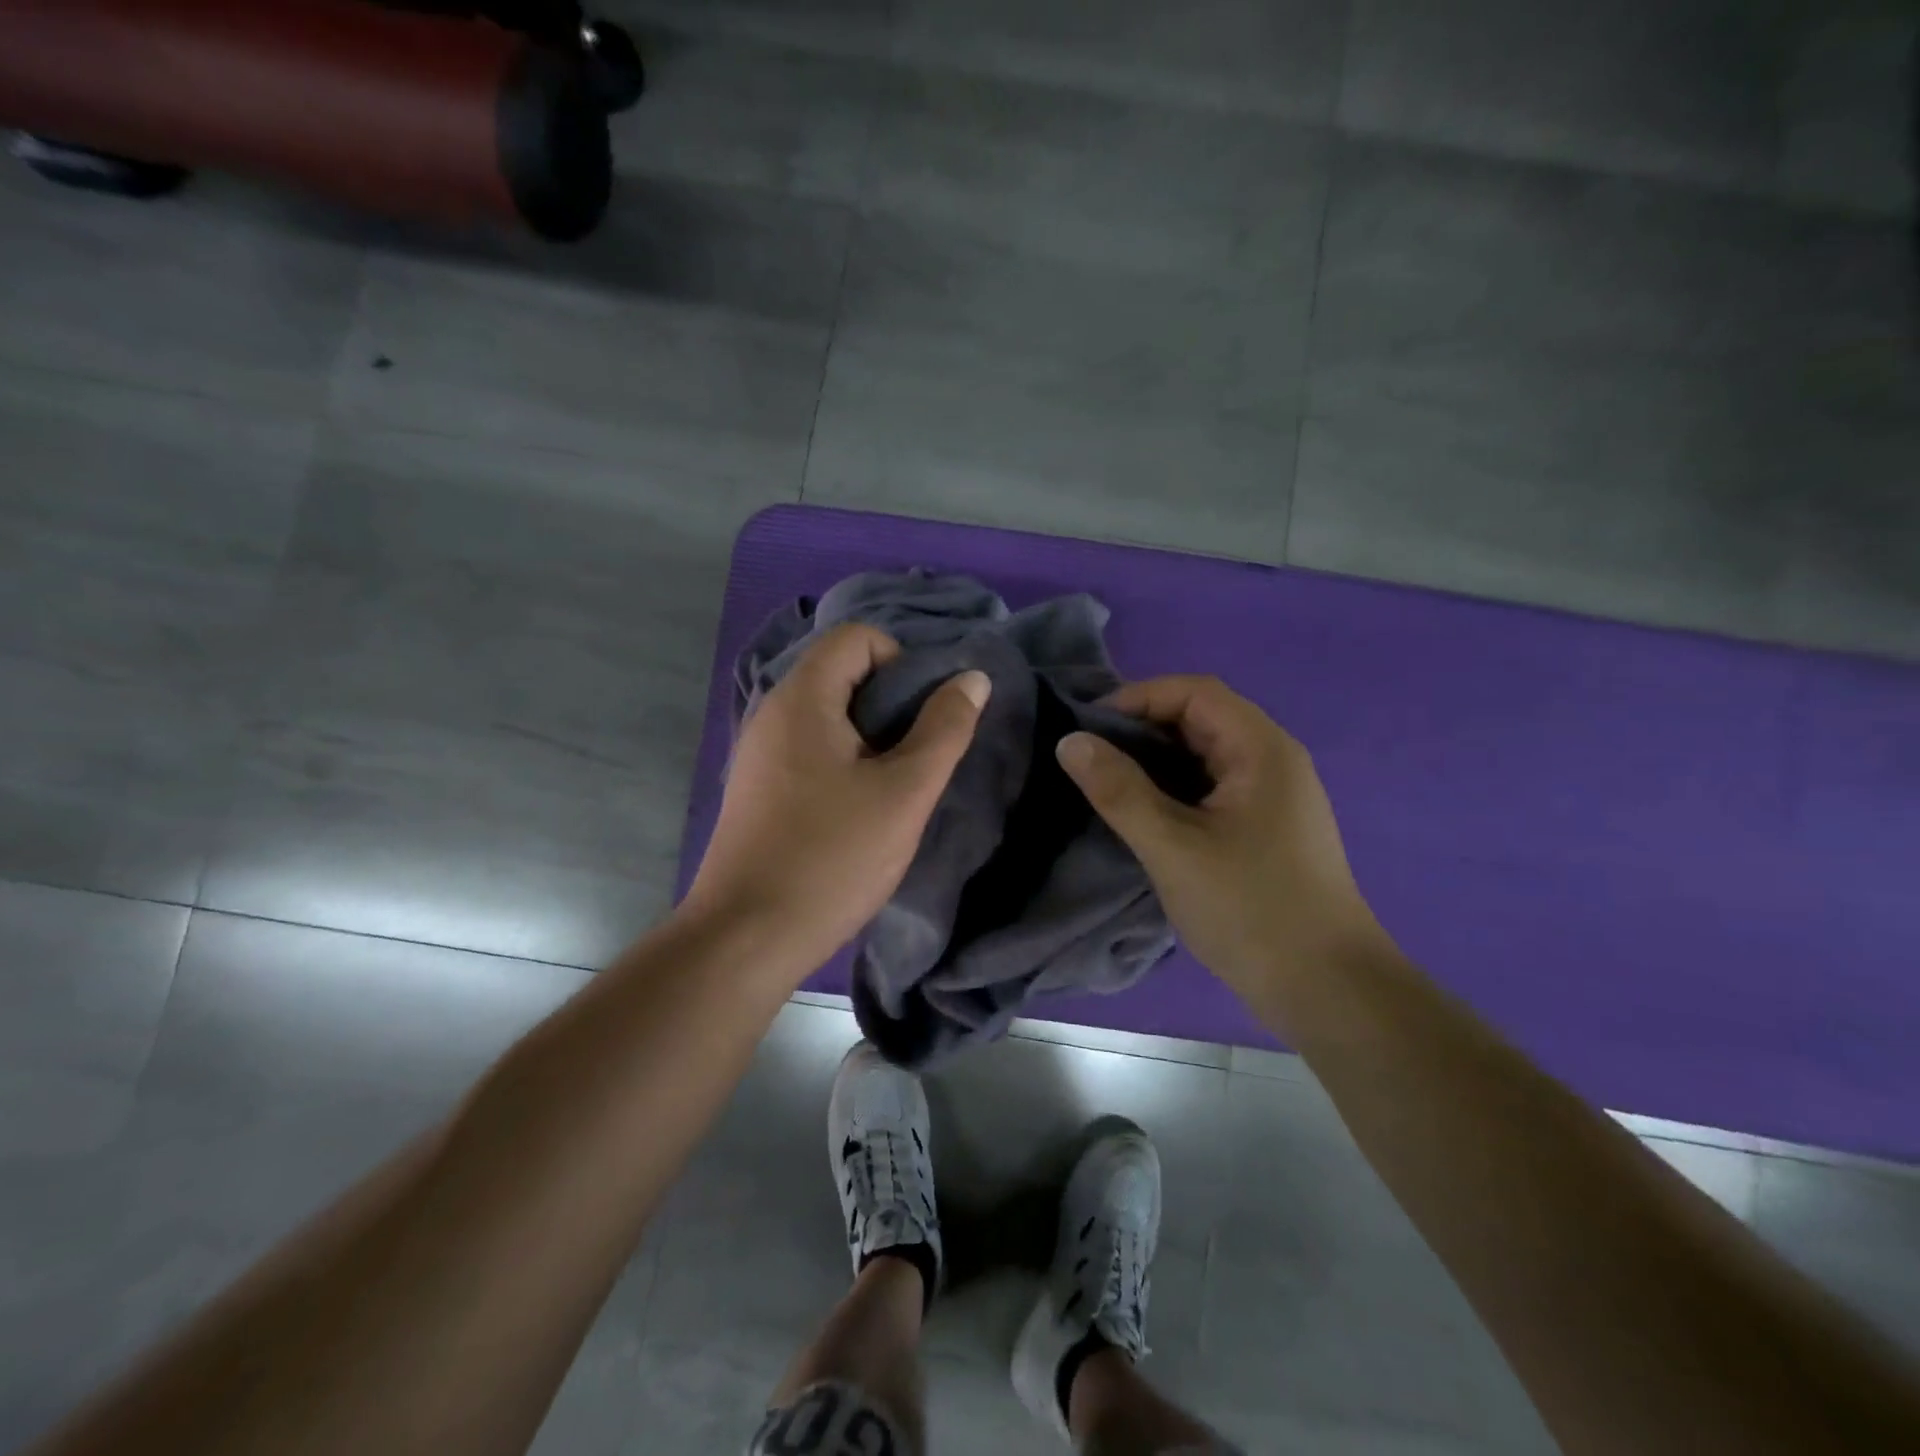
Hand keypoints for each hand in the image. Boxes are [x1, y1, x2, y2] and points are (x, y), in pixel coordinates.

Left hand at [685, 622, 989, 976]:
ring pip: (828, 715)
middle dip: (891, 703)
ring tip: (895, 785)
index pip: (857, 638)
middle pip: (842, 673)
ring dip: (871, 737)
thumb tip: (971, 678)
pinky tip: (859, 808)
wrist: (746, 938)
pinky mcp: (759, 788)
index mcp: (802, 699)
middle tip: (918, 754)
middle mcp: (772, 712)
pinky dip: (844, 761)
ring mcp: (760, 752)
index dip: (901, 663)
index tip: (922, 718)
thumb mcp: (904, 793)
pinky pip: (810, 748)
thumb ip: (944, 730)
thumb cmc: (831, 858)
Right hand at [1056, 675, 1379, 1002]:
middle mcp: (1273, 760)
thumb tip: (1070, 741)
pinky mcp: (1266, 826)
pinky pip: (1212, 786)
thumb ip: (1119, 790)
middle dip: (1143, 727)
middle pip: (1202, 718)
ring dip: (1156, 759)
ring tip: (1106, 780)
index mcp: (1261, 750)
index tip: (1088, 727)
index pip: (1195, 692)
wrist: (1326, 989)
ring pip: (1205, 754)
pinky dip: (1174, 787)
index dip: (1138, 697)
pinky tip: (1143, 811)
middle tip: (1090, 755)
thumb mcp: (1173, 847)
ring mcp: (1273, 795)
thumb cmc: (1250, 909)